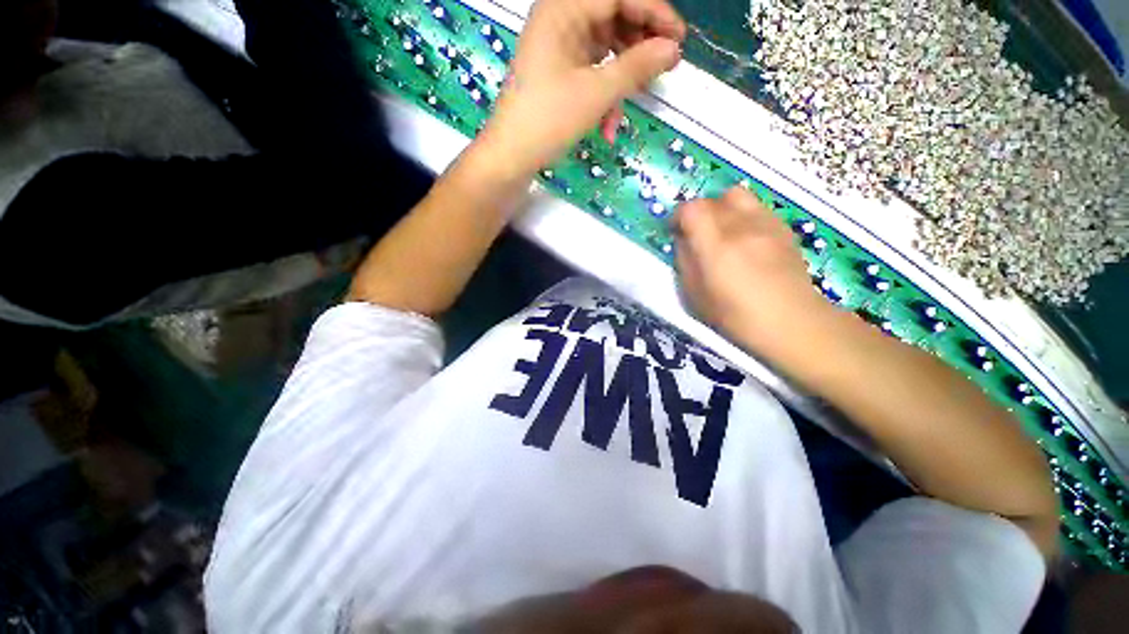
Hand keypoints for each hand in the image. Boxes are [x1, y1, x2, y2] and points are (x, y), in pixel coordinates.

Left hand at [473, 0, 685, 179]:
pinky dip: (605, 94)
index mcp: (563, 8)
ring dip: (623, 76)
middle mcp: (559, 18)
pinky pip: (591, 71)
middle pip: (613, 16)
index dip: (654, 12)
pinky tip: (609, 124)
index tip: (679, 39)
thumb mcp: (596, 94)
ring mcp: (558, 46)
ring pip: (605, 47)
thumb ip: (637, 67)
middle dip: (639, 44)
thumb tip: (673, 49)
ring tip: (638, 98)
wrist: (511, 157)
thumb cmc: (549, 121)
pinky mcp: (558, 71)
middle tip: (664, 67)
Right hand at [673, 187, 833, 351]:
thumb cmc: (737, 317)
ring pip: (738, 195)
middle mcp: (742, 227)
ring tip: (722, 231)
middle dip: (699, 212)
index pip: (691, 209)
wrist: (793, 322)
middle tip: (697, 233)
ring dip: (722, 208)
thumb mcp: (696, 296)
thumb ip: (685, 262)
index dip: (678, 216)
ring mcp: (766, 224)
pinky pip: (757, 207)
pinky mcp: (783, 228)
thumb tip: (683, 241)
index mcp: (717, 247)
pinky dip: (744, 214)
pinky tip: (746, 238)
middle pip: (713, 199)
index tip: (676, 232)